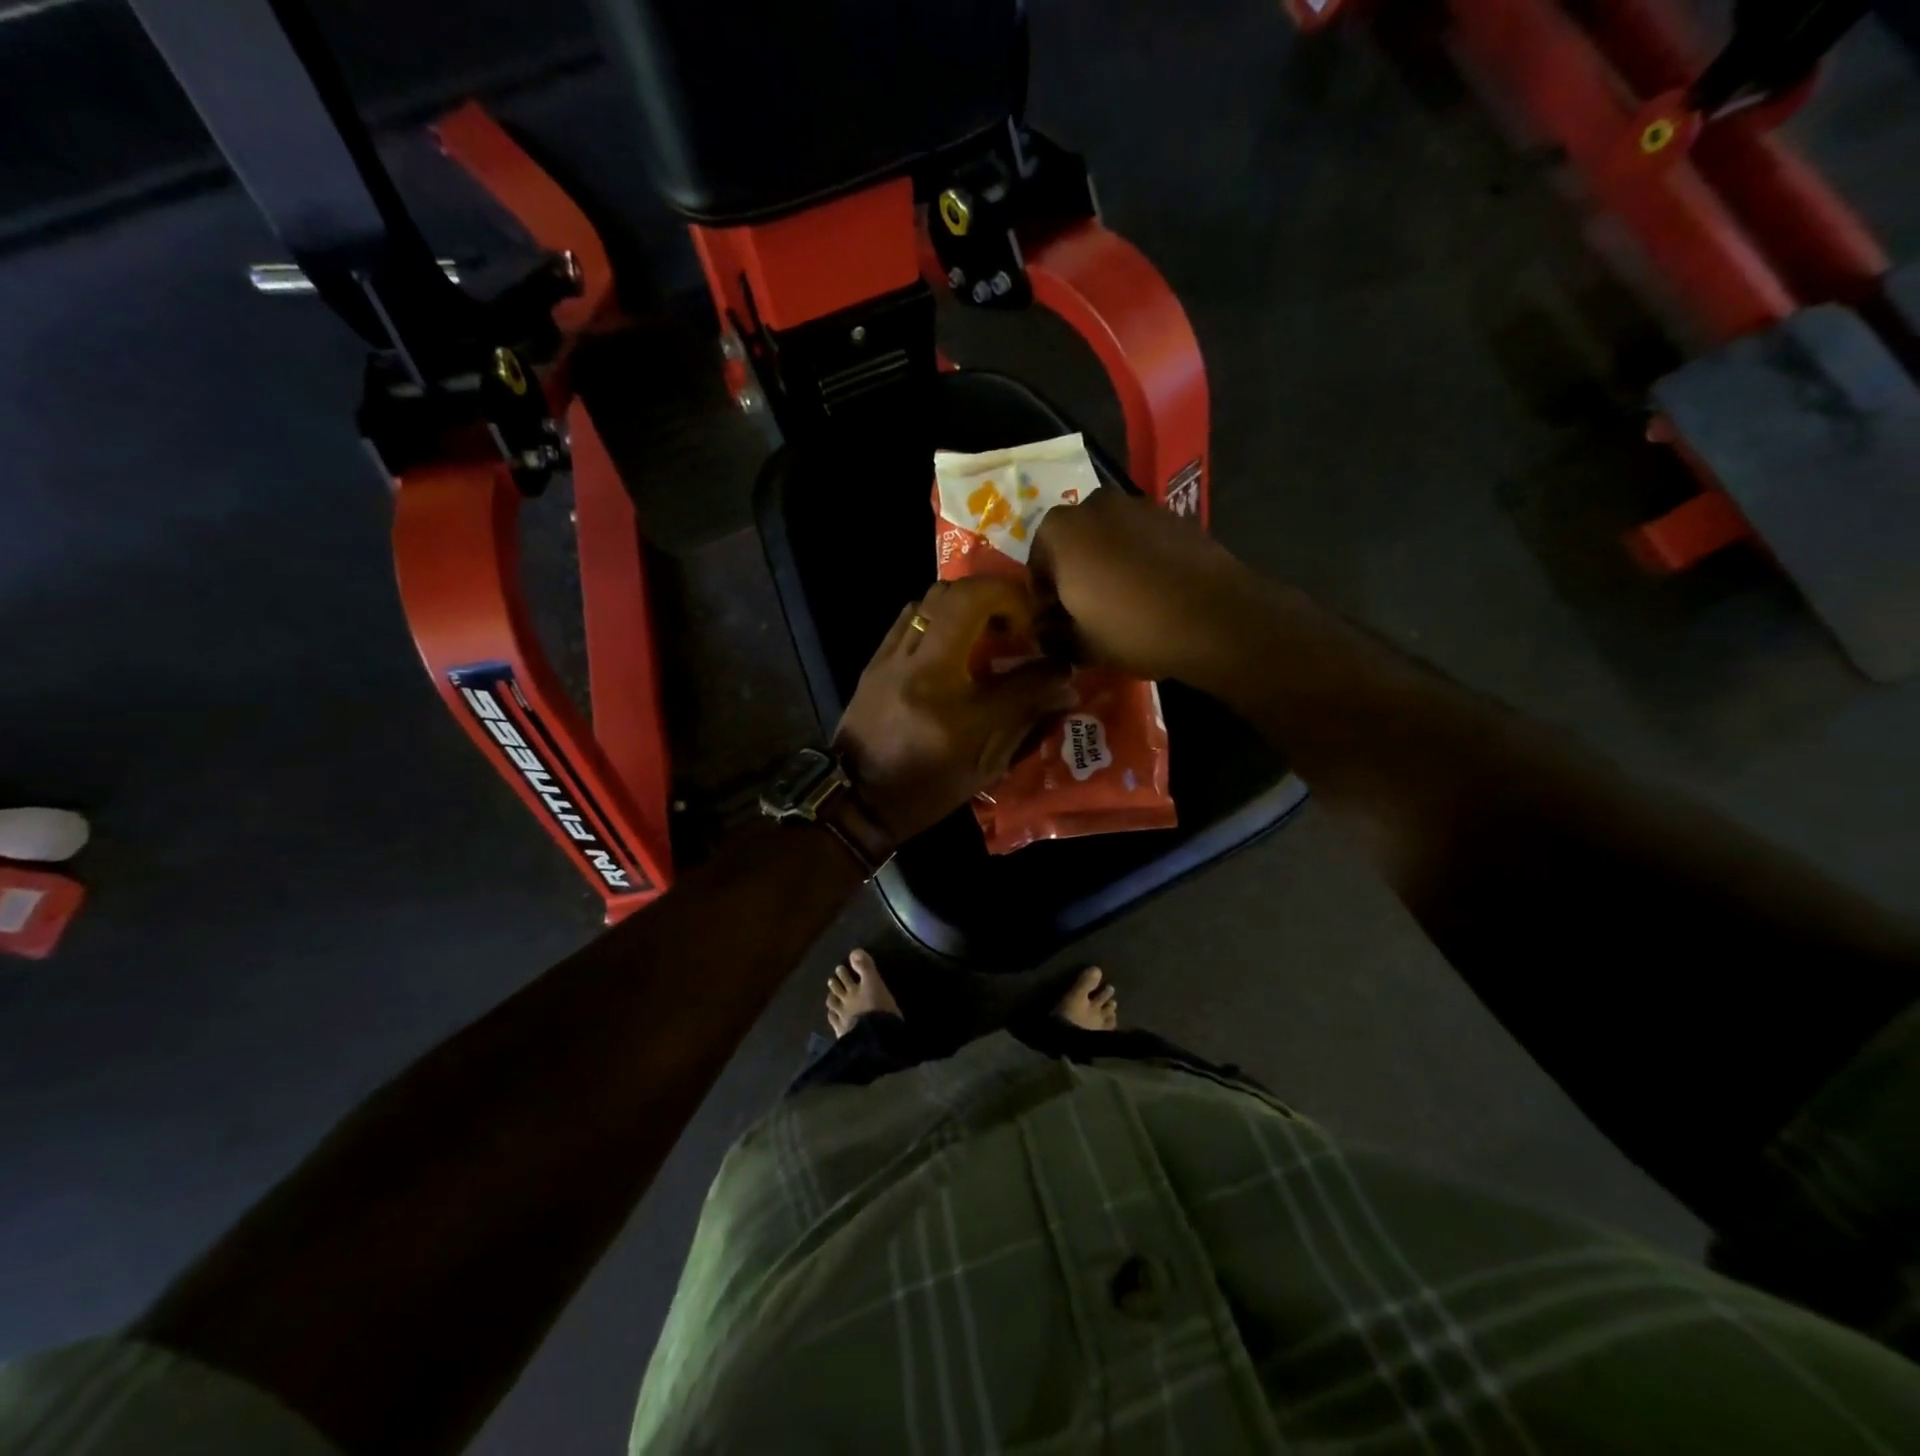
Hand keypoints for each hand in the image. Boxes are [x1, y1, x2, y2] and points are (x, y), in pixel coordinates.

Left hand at [834, 578, 1076, 840]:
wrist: (857, 799)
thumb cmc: (927, 790)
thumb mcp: (984, 764)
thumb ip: (1026, 715)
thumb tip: (1064, 682)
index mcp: (951, 707)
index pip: (1012, 666)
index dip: (1042, 654)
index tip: (1044, 647)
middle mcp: (919, 670)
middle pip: (963, 598)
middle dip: (1001, 597)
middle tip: (1017, 625)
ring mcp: (892, 659)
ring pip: (934, 598)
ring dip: (969, 602)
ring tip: (986, 629)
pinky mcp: (876, 659)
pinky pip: (910, 615)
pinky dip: (939, 615)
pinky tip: (952, 640)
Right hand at [1029, 488, 1253, 682]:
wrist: (1214, 618)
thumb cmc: (1132, 629)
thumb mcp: (1081, 645)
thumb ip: (1054, 636)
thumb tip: (1047, 634)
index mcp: (1061, 531)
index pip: (1036, 563)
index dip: (1043, 596)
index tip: (1054, 621)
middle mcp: (1096, 505)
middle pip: (1074, 541)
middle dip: (1075, 571)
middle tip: (1084, 609)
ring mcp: (1140, 506)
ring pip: (1110, 536)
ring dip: (1108, 562)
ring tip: (1121, 601)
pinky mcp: (1177, 517)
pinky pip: (1144, 539)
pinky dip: (1141, 558)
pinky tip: (1153, 591)